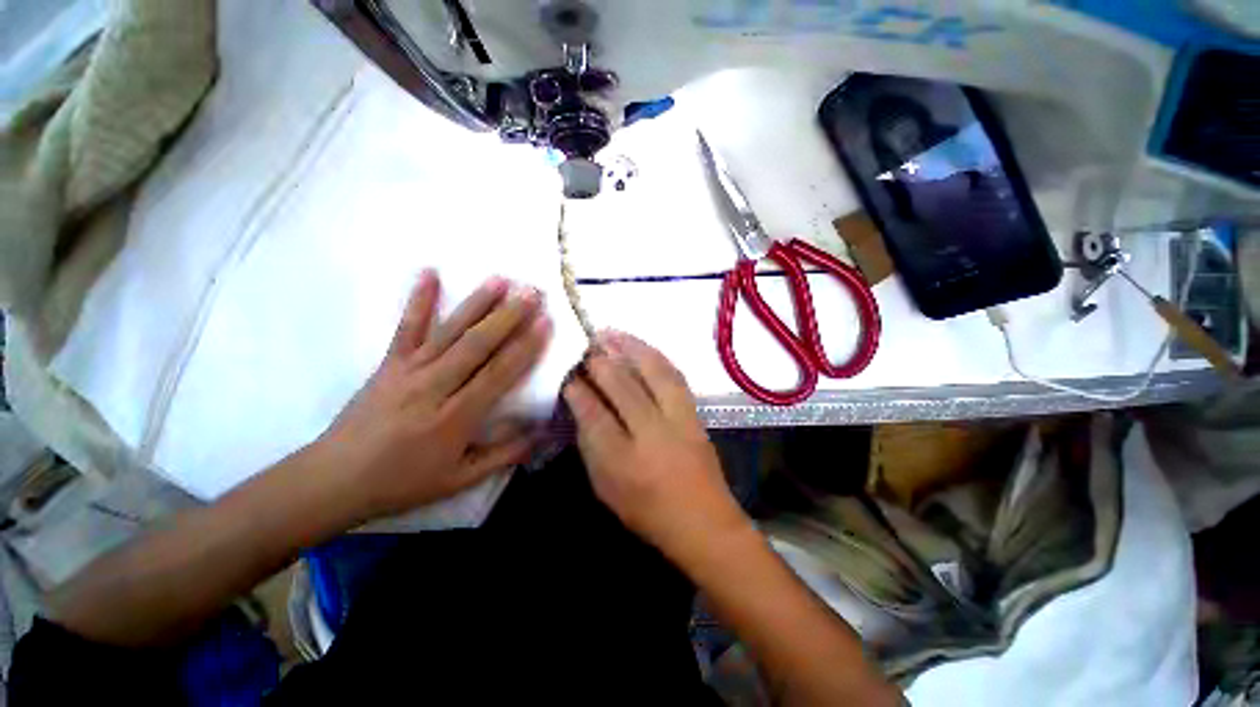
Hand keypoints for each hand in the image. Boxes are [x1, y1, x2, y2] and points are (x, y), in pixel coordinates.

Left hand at [313, 272, 551, 520]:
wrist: (332, 481)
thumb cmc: (402, 483)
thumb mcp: (460, 480)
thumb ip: (504, 455)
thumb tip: (541, 433)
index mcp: (456, 417)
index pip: (499, 373)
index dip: (526, 346)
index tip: (546, 322)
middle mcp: (434, 386)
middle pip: (478, 344)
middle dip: (509, 316)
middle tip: (533, 292)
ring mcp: (409, 370)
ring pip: (450, 331)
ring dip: (477, 303)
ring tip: (501, 279)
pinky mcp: (388, 363)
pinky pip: (406, 327)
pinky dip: (418, 299)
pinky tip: (429, 273)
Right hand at [562, 331, 748, 560]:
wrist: (704, 522)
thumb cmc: (648, 512)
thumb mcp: (606, 490)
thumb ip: (591, 448)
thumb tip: (583, 409)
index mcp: (623, 462)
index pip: (594, 415)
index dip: (579, 391)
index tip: (568, 374)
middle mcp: (652, 435)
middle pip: (623, 387)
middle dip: (601, 363)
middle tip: (587, 346)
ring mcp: (678, 421)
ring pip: (653, 373)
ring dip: (630, 349)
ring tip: (612, 333)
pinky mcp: (695, 414)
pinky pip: (674, 377)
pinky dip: (656, 357)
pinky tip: (642, 347)